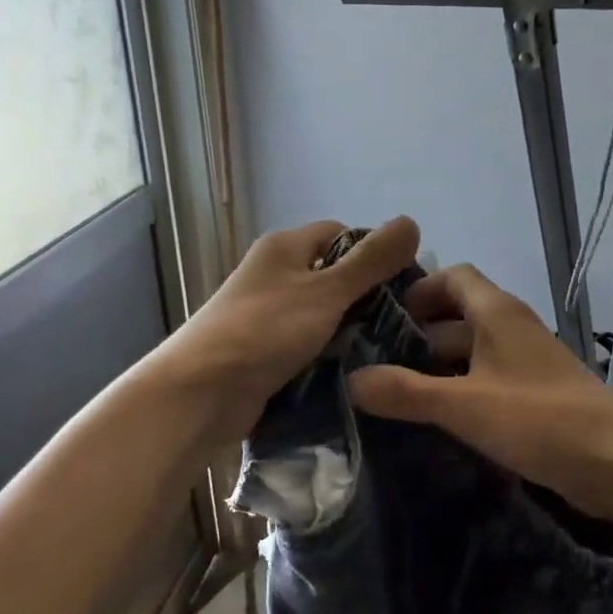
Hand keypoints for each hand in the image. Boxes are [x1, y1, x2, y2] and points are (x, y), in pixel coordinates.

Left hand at [157, 216, 421, 444]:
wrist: (200, 393)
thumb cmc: (264, 331)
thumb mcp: (326, 291)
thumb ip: (370, 261)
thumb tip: (411, 221)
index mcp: (285, 247)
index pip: (342, 235)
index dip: (375, 253)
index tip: (406, 286)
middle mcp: (275, 274)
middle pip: (334, 275)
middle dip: (367, 297)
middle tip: (404, 324)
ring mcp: (267, 314)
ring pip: (323, 314)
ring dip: (350, 329)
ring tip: (388, 351)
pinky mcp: (265, 351)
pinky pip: (308, 344)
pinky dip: (329, 354)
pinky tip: (357, 371)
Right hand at [347, 264, 612, 522]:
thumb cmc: (540, 420)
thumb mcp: (464, 406)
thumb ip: (406, 392)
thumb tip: (350, 380)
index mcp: (496, 313)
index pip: (453, 276)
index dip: (418, 289)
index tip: (381, 316)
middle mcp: (512, 327)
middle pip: (458, 315)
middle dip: (418, 334)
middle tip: (374, 359)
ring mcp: (527, 362)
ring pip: (473, 350)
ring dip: (438, 365)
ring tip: (395, 390)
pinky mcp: (537, 394)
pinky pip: (489, 379)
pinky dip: (461, 389)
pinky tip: (437, 417)